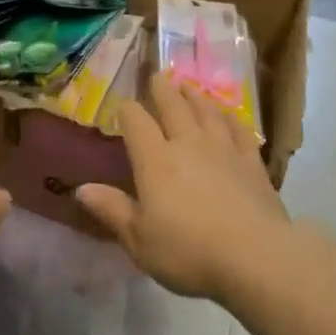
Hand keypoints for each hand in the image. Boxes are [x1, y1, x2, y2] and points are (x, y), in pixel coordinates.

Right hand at [75, 74, 290, 302]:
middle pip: (172, 105)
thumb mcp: (140, 240)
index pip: (136, 121)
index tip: (123, 107)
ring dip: (194, 96)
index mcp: (155, 159)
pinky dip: (229, 117)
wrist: (255, 257)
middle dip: (161, 89)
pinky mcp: (251, 161)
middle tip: (157, 76)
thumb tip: (80, 189)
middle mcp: (187, 143)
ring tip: (187, 86)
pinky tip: (227, 115)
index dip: (127, 110)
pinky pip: (238, 129)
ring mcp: (223, 148)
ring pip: (206, 110)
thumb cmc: (189, 252)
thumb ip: (112, 210)